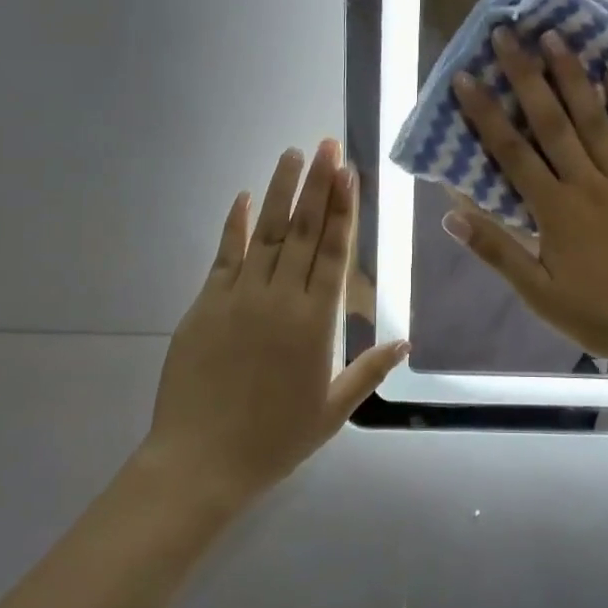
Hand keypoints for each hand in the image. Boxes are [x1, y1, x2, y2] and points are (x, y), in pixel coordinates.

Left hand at [144, 140, 409, 509]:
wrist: (201, 463)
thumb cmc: (274, 439)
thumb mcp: (332, 410)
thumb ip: (369, 371)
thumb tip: (406, 342)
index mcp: (317, 322)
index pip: (335, 252)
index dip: (344, 209)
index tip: (348, 172)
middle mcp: (281, 298)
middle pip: (305, 231)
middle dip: (319, 185)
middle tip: (327, 145)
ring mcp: (240, 297)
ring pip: (267, 233)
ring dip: (281, 191)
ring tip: (293, 154)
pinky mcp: (206, 304)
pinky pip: (224, 255)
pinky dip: (235, 224)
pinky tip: (243, 196)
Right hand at [443, 28, 607, 371]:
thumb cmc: (601, 315)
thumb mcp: (539, 293)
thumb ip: (497, 250)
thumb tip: (451, 212)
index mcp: (555, 211)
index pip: (512, 152)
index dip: (486, 113)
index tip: (467, 78)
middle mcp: (588, 184)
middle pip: (551, 122)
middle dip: (526, 76)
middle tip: (508, 35)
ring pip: (595, 119)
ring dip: (573, 76)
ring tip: (554, 37)